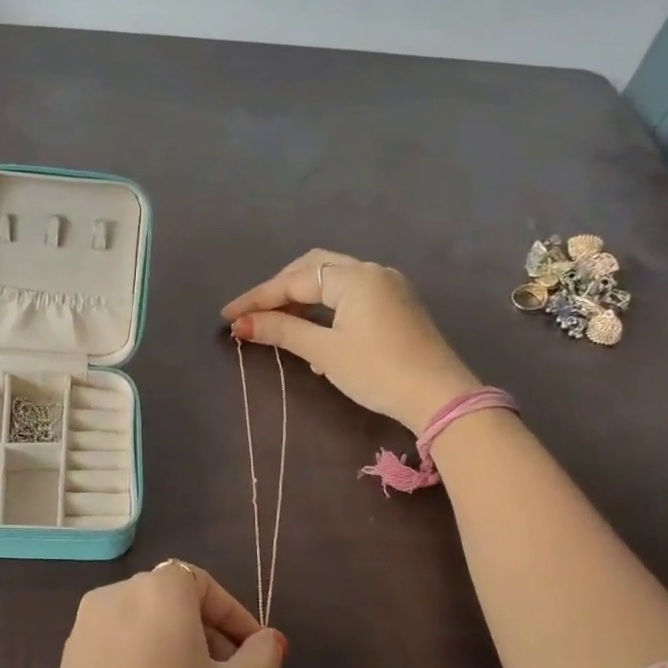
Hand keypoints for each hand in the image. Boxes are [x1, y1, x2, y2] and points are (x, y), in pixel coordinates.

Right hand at [223, 249, 479, 433]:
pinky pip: (350, 296)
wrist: (440, 398)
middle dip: (279, 288)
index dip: (258, 298)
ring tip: (276, 324)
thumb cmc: (378, 371)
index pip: (294, 281)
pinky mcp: (397, 307)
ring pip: (333, 281)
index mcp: (355, 277)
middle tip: (253, 313)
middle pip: (314, 268)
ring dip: (302, 298)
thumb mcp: (325, 352)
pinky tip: (313, 337)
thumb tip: (241, 324)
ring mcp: (389, 288)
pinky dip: (325, 308)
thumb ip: (282, 331)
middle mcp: (373, 272)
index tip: (227, 316)